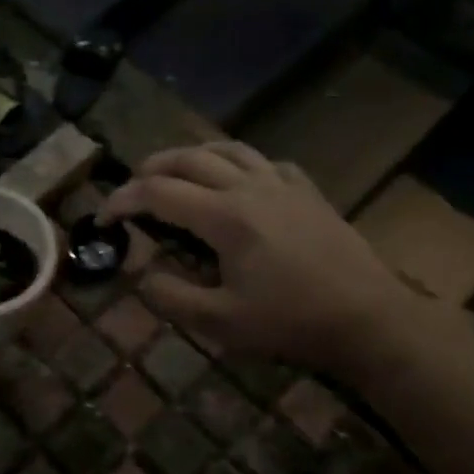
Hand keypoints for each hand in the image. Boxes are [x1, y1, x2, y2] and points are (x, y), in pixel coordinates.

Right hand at [99, 141, 410, 369]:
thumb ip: (172, 297)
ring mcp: (282, 184)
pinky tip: (240, 181)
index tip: (104, 217)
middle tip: (133, 188)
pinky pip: (265, 162)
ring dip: (192, 156)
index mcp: (224, 217)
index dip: (123, 200)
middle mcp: (249, 187)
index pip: (158, 193)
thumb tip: (144, 276)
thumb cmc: (292, 323)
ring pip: (227, 150)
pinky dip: (239, 164)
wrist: (369, 319)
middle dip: (151, 169)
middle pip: (188, 159)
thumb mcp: (221, 323)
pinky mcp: (307, 191)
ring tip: (176, 172)